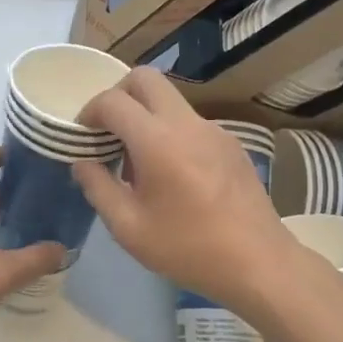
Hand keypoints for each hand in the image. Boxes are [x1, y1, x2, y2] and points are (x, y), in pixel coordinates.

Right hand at [72, 68, 305, 312]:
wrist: (259, 263)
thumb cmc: (188, 248)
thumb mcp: (129, 228)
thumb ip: (98, 188)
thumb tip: (83, 162)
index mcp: (157, 140)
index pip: (114, 100)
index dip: (90, 111)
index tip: (83, 135)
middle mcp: (186, 123)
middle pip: (146, 78)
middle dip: (119, 94)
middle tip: (109, 130)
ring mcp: (213, 129)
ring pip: (170, 99)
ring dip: (146, 115)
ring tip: (139, 163)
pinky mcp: (231, 143)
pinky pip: (190, 122)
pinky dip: (170, 132)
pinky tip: (173, 175)